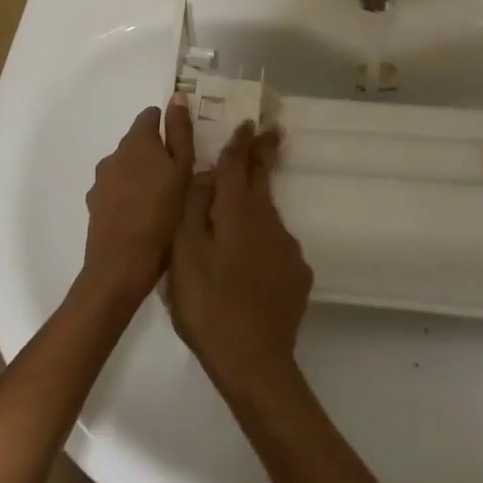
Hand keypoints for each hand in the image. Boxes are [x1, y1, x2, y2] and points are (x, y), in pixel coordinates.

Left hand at [81, 99, 195, 304]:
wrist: (122, 263)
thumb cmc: (163, 213)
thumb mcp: (183, 170)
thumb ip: (180, 132)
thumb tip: (176, 97)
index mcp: (137, 141)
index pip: (150, 116)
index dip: (168, 125)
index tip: (183, 144)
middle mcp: (114, 154)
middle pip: (138, 142)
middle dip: (156, 151)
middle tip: (180, 174)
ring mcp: (101, 180)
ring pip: (127, 166)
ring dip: (142, 174)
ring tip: (163, 197)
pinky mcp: (95, 204)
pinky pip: (117, 189)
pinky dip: (129, 194)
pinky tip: (143, 214)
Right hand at [167, 121, 312, 397]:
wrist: (254, 360)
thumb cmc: (208, 305)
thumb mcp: (185, 254)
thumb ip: (193, 209)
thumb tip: (206, 174)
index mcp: (237, 212)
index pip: (238, 166)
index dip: (241, 143)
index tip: (249, 123)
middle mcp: (268, 221)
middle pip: (263, 180)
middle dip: (264, 154)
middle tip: (273, 131)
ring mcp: (287, 247)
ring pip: (268, 214)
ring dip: (259, 201)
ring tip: (245, 206)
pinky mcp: (297, 273)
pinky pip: (276, 245)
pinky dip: (264, 241)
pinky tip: (253, 261)